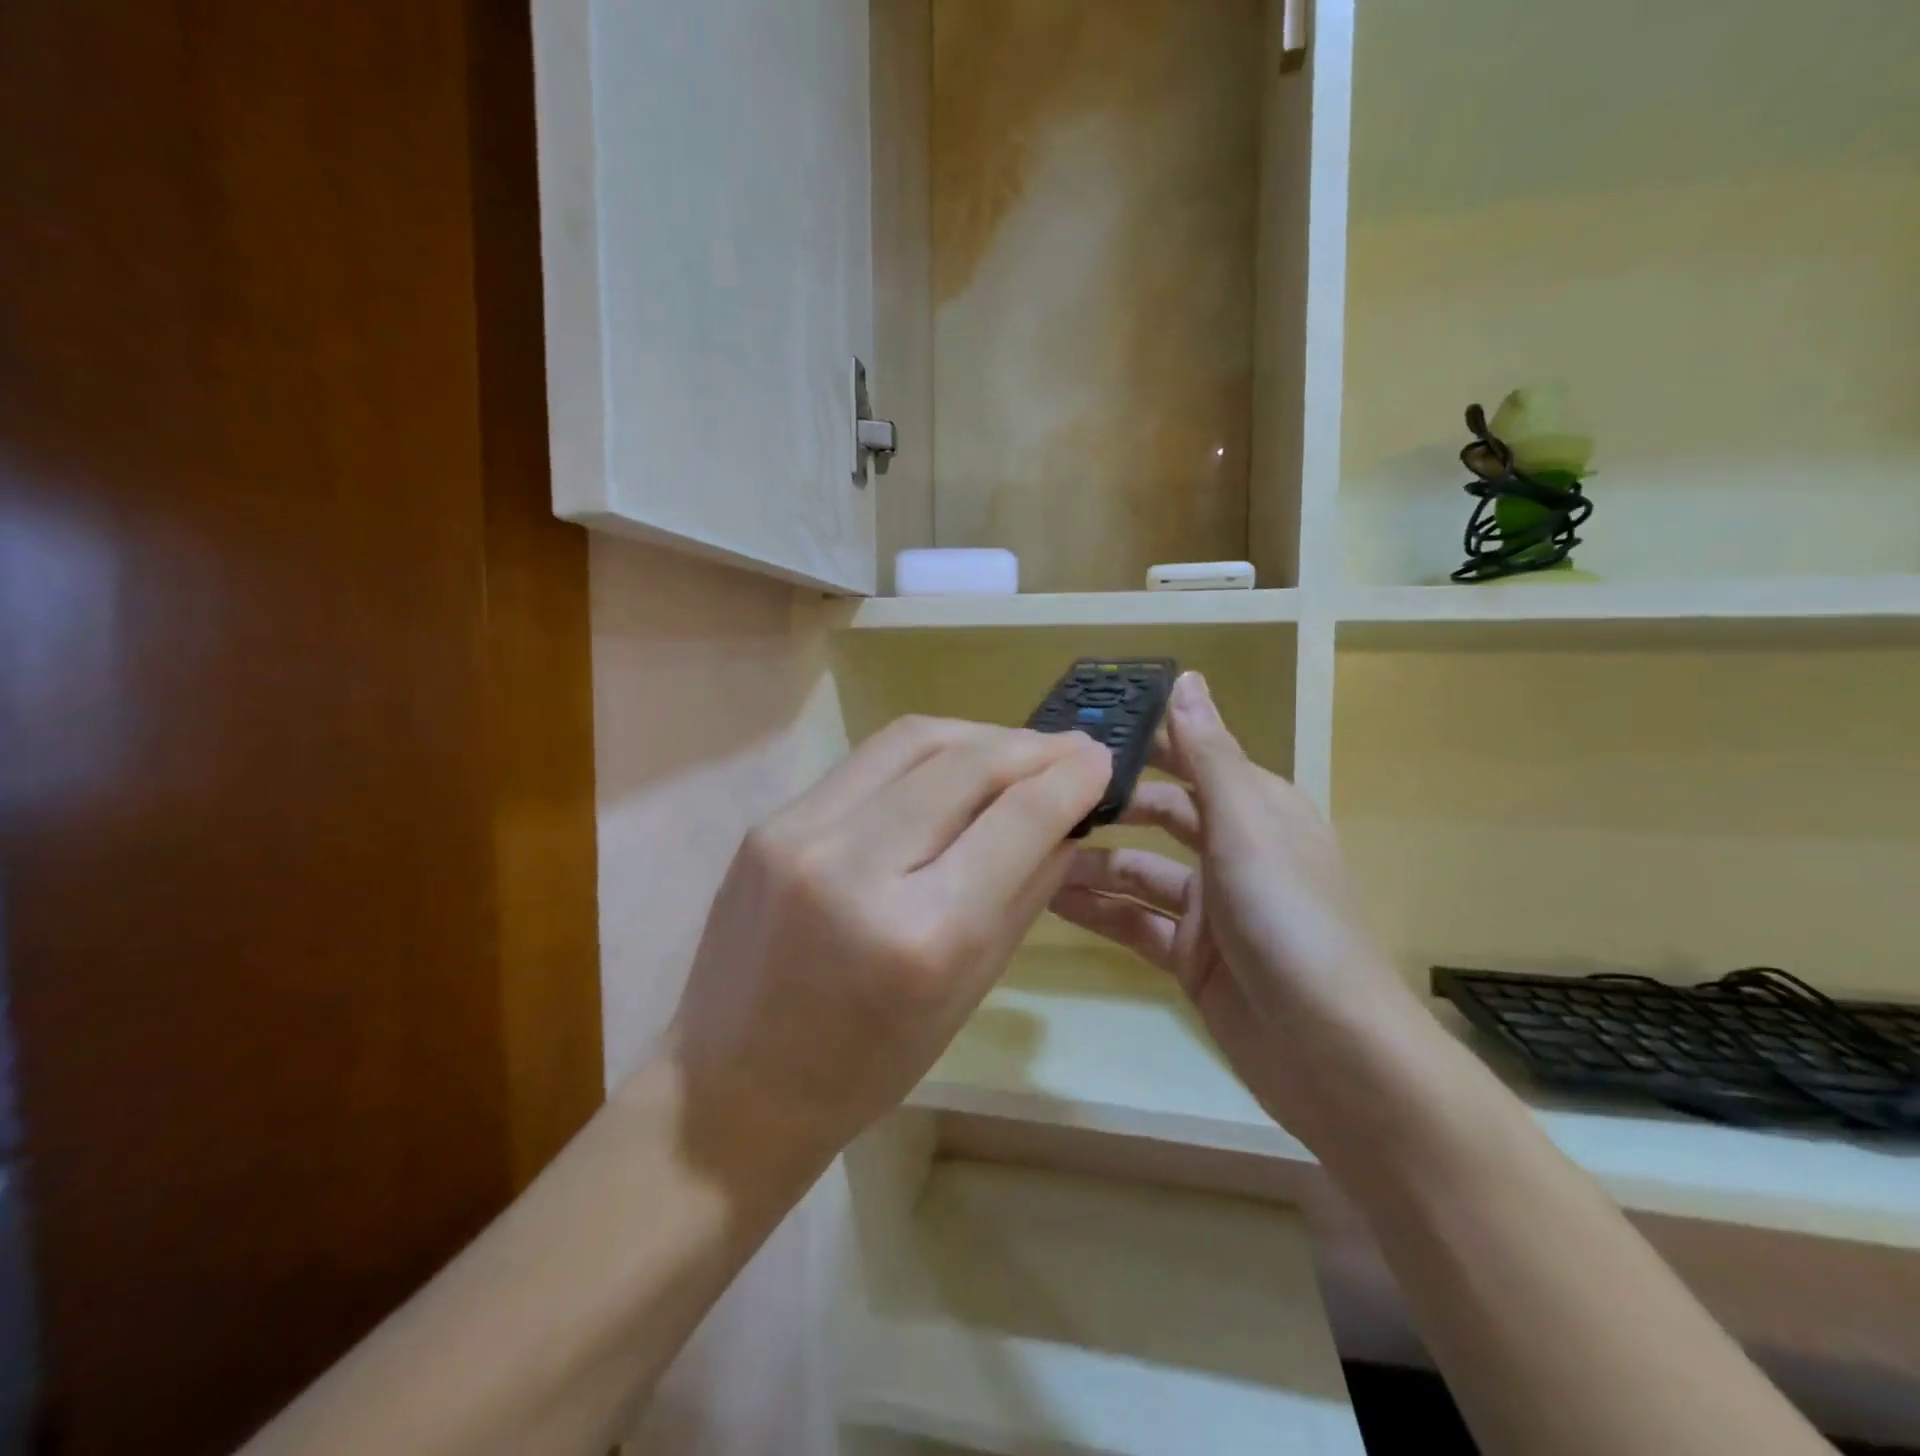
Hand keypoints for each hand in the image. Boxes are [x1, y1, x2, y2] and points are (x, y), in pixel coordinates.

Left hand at [664, 716, 1111, 1197]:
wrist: (736, 1084)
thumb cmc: (868, 1063)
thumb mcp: (969, 989)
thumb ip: (1024, 891)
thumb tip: (1067, 818)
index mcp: (923, 934)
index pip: (1018, 820)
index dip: (1072, 778)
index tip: (1102, 760)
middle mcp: (858, 867)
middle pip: (967, 763)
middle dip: (1032, 746)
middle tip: (1071, 747)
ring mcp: (802, 834)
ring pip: (913, 740)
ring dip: (979, 734)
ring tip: (1016, 748)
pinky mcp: (770, 821)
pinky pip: (867, 761)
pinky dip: (924, 753)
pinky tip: (950, 765)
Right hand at [1050, 672, 1424, 1145]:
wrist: (1332, 1051)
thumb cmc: (1290, 917)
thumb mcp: (1246, 824)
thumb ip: (1208, 754)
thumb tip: (1187, 679)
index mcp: (1255, 808)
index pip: (1190, 756)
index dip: (1141, 740)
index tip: (1078, 729)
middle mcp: (1232, 849)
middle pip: (1159, 813)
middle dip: (1107, 804)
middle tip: (1040, 794)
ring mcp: (1210, 907)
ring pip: (1138, 871)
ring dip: (1091, 862)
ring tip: (1030, 851)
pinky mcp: (1191, 956)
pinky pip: (1134, 921)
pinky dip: (1097, 911)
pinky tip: (1048, 902)